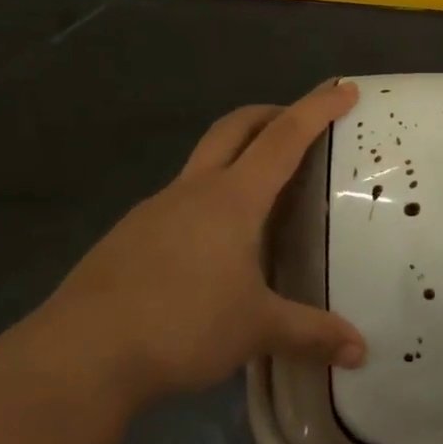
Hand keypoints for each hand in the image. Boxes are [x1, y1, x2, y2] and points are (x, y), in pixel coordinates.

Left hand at [23, 81, 366, 408]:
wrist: (82, 354)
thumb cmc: (182, 326)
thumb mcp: (256, 330)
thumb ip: (311, 334)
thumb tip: (360, 352)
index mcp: (232, 199)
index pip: (284, 138)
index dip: (316, 110)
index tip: (344, 89)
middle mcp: (193, 191)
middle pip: (235, 128)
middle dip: (270, 114)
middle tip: (300, 123)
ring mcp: (155, 209)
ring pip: (204, 162)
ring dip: (236, 156)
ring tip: (263, 194)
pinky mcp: (129, 235)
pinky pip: (180, 200)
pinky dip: (209, 199)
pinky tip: (214, 245)